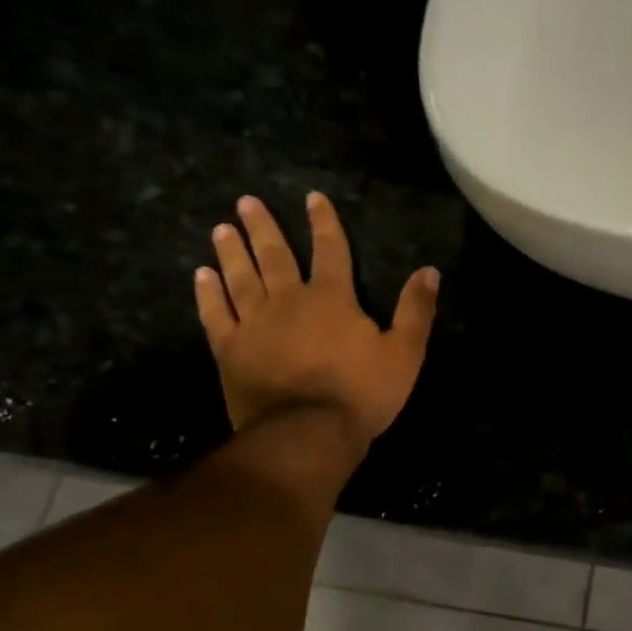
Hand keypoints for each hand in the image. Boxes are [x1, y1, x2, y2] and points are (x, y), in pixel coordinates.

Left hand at [194, 193, 438, 442]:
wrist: (308, 433)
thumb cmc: (361, 393)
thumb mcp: (405, 353)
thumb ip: (416, 310)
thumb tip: (429, 270)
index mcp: (333, 298)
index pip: (330, 249)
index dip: (323, 222)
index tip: (312, 197)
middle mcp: (289, 301)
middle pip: (275, 256)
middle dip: (263, 227)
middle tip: (245, 202)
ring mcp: (255, 325)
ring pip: (241, 278)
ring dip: (232, 252)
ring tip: (220, 229)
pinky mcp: (231, 350)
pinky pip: (216, 315)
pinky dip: (208, 294)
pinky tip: (201, 276)